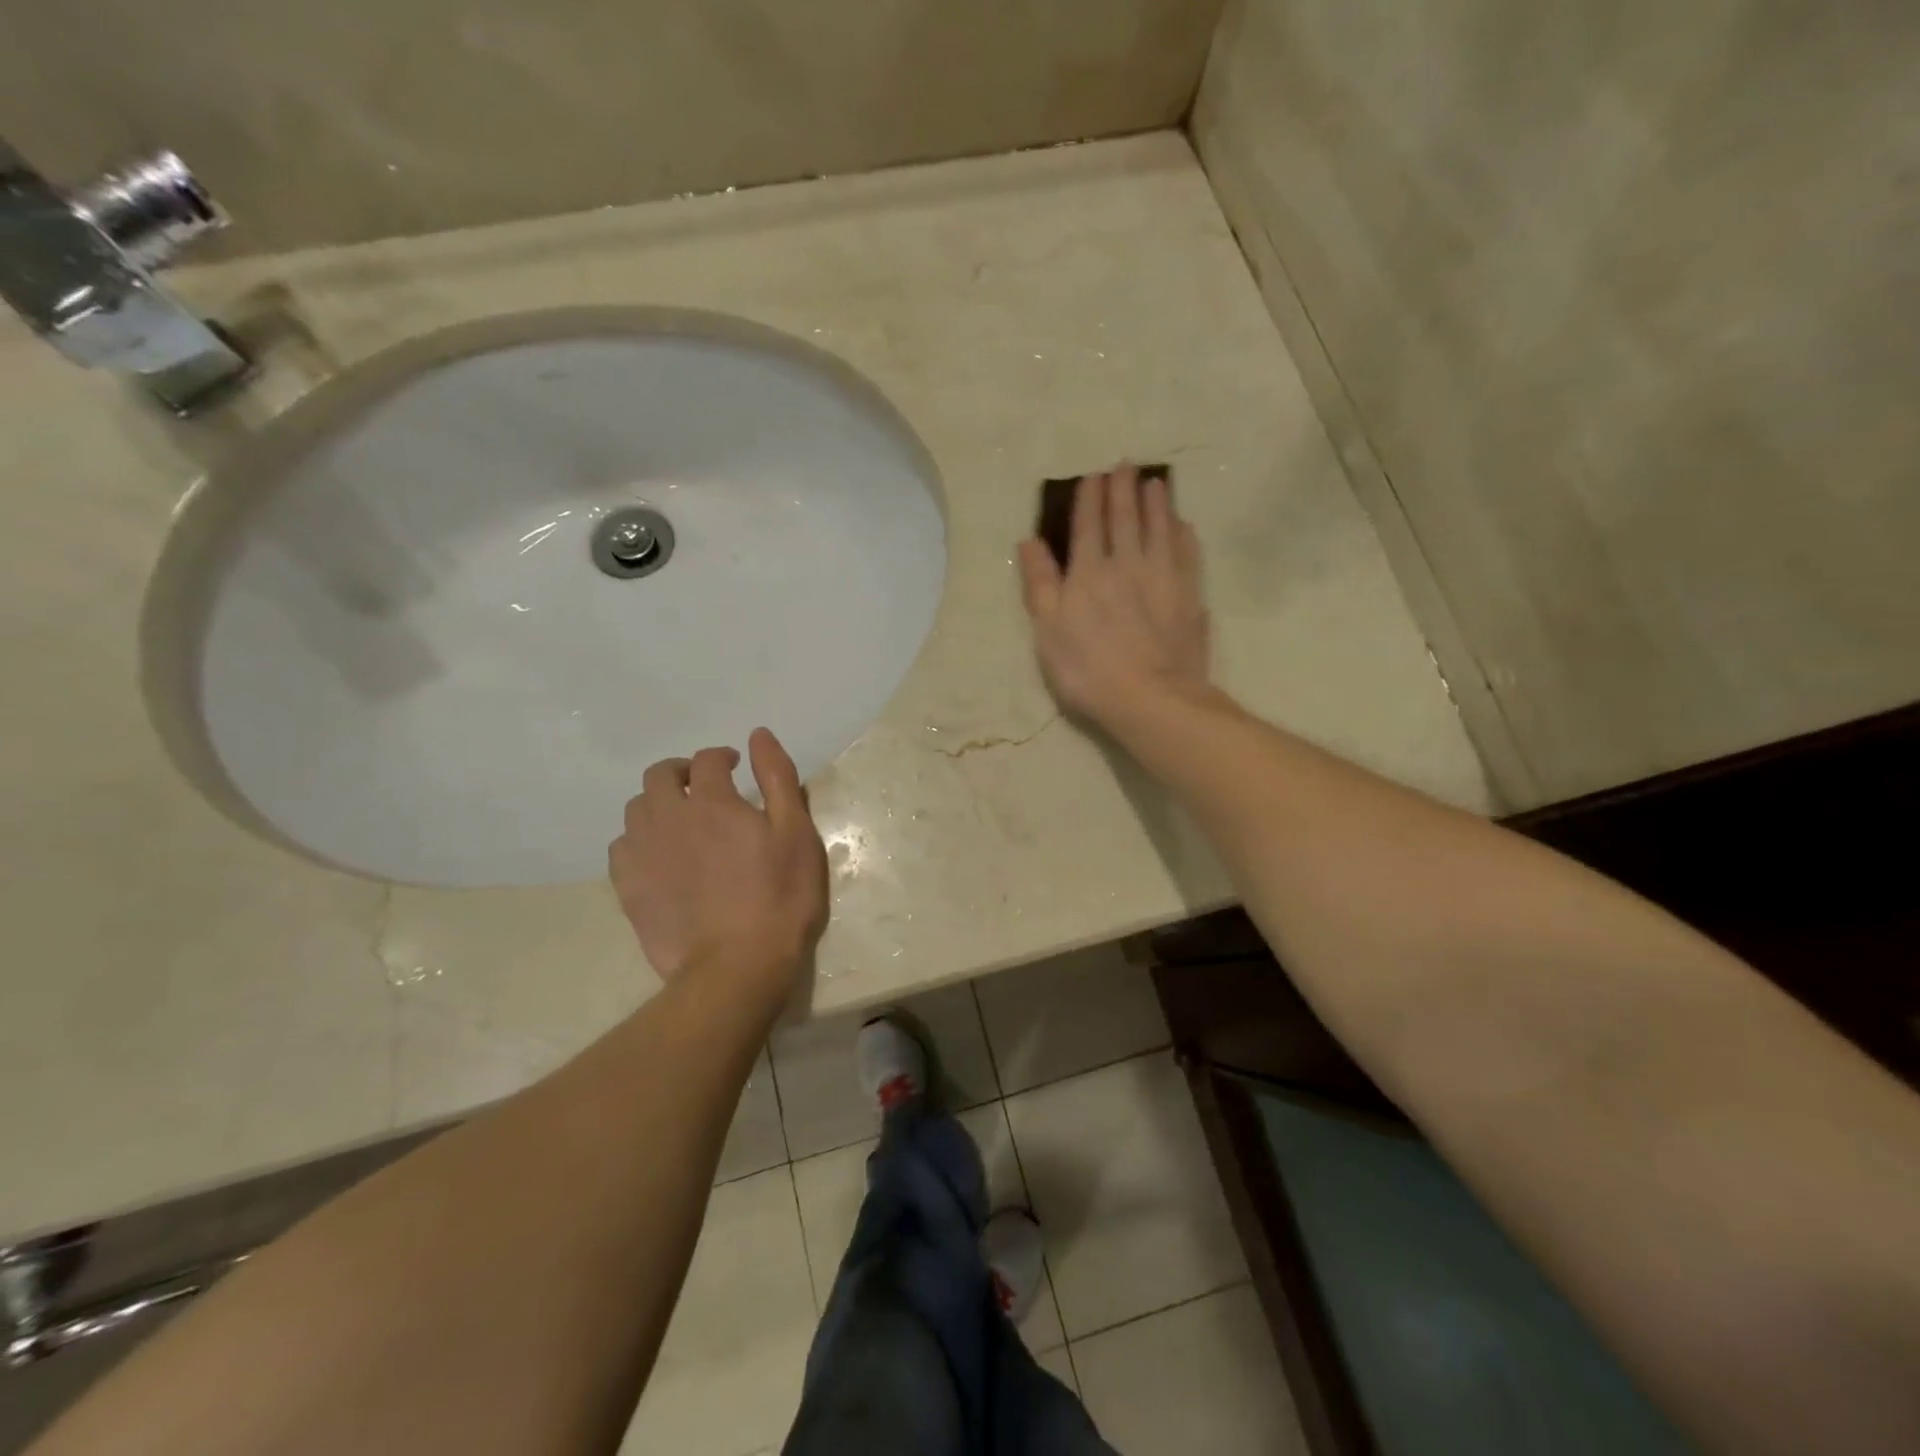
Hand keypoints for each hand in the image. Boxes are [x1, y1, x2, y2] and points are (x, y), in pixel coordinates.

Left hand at [608, 728, 828, 989]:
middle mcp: (670, 818)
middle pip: (660, 776)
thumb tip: (758, 734)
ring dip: (658, 803)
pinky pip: (621, 847)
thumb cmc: (780, 897)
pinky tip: (658, 855)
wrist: (737, 966)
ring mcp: (643, 854)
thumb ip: (777, 778)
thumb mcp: (796, 833)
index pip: (708, 760)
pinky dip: (638, 839)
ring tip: (680, 820)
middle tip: (705, 787)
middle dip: (682, 771)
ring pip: (636, 809)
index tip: (735, 766)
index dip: (722, 756)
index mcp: (713, 802)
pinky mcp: (628, 888)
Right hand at [1017, 465, 1211, 728]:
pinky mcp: (1189, 597)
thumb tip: (1029, 542)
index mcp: (1088, 573)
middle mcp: (1127, 565)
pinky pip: (1188, 555)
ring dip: (1157, 503)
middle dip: (1124, 490)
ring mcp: (1163, 579)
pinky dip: (1184, 535)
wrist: (1152, 698)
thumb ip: (1039, 584)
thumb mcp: (1048, 631)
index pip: (1087, 526)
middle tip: (1126, 465)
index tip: (1092, 476)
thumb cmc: (1088, 670)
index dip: (1089, 499)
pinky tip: (1184, 525)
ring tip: (1156, 482)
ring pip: (1160, 529)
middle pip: (1126, 519)